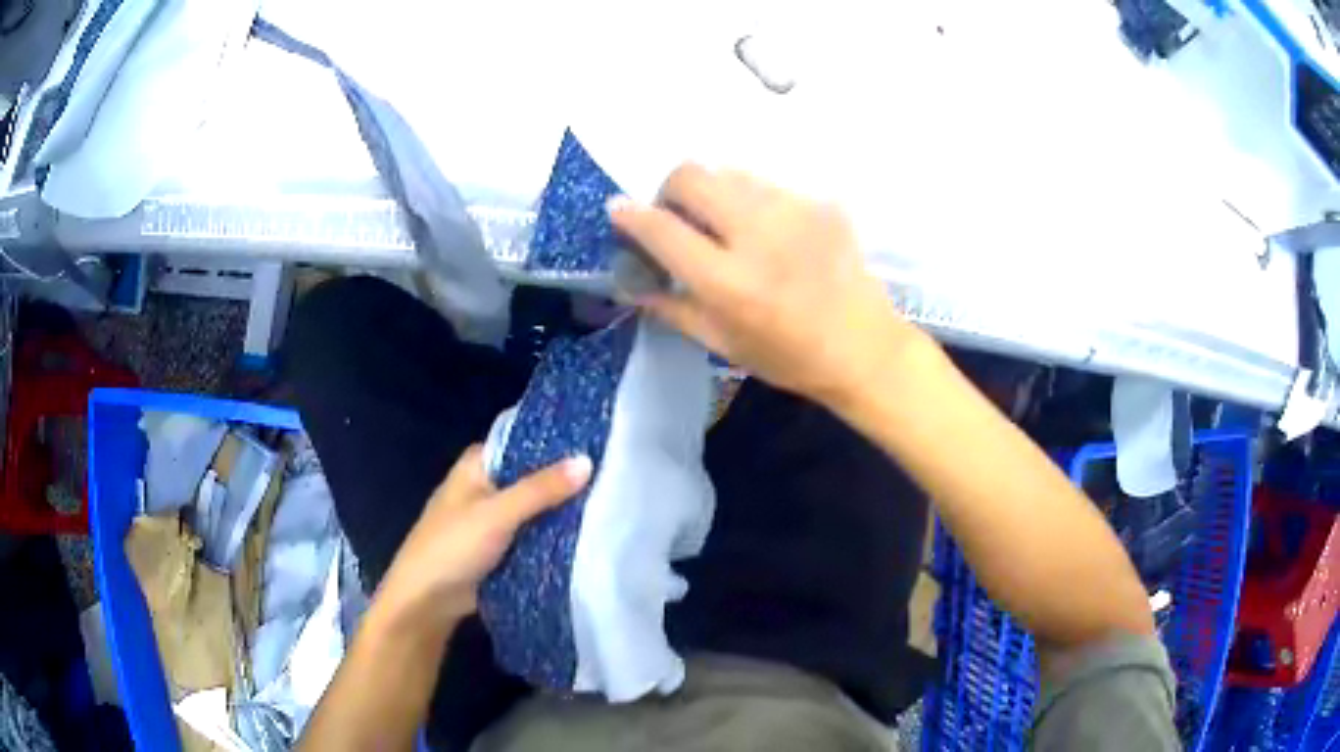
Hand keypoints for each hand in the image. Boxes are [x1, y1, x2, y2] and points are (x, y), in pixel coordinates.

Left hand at [376, 446, 592, 633]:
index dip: (557, 441)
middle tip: (614, 476)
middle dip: (566, 480)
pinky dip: (554, 536)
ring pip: (536, 508)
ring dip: (562, 511)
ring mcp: (494, 519)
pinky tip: (589, 535)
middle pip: (533, 476)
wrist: (427, 601)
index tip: (598, 442)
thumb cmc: (452, 547)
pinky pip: (534, 535)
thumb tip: (588, 461)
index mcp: (477, 465)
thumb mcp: (497, 514)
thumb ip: (541, 489)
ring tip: (612, 503)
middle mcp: (486, 486)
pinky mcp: (501, 548)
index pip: (523, 441)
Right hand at [609, 165, 921, 406]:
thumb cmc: (789, 357)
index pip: (662, 229)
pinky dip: (752, 202)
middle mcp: (758, 235)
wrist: (865, 348)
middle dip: (670, 190)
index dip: (631, 215)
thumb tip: (629, 279)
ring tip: (726, 225)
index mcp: (729, 282)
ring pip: (729, 173)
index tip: (618, 210)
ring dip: (713, 193)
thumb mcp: (722, 344)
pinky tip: (768, 232)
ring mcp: (794, 211)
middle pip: (692, 175)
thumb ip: (671, 306)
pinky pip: (767, 185)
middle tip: (678, 217)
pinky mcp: (820, 203)